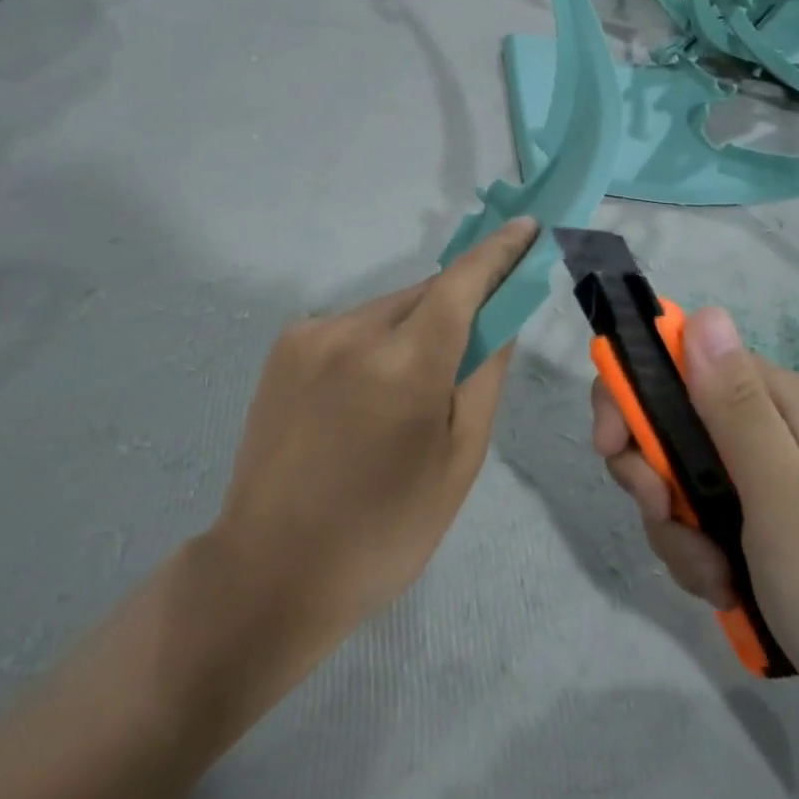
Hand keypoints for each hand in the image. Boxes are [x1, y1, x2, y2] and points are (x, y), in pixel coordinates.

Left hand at [212, 218, 537, 652]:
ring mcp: (310, 335)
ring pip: (387, 309)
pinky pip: (351, 326)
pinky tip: (365, 397)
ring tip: (409, 393)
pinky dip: (375, 343)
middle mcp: (352, 331)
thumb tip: (502, 316)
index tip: (527, 228)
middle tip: (474, 343)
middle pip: (425, 294)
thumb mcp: (458, 460)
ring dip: (414, 327)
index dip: (499, 252)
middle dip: (457, 305)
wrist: (271, 571)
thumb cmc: (384, 530)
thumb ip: (485, 375)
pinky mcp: (284, 347)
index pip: (463, 282)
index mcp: (404, 364)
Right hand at [591, 307, 798, 749]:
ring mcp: (764, 473)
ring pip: (676, 475)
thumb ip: (735, 409)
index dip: (633, 396)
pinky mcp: (759, 516)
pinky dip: (694, 551)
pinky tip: (723, 586)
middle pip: (669, 420)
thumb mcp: (783, 500)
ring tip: (714, 576)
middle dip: (653, 476)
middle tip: (664, 517)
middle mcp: (771, 425)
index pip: (681, 361)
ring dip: (675, 528)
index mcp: (784, 403)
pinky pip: (696, 515)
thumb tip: (703, 313)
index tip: (611, 449)